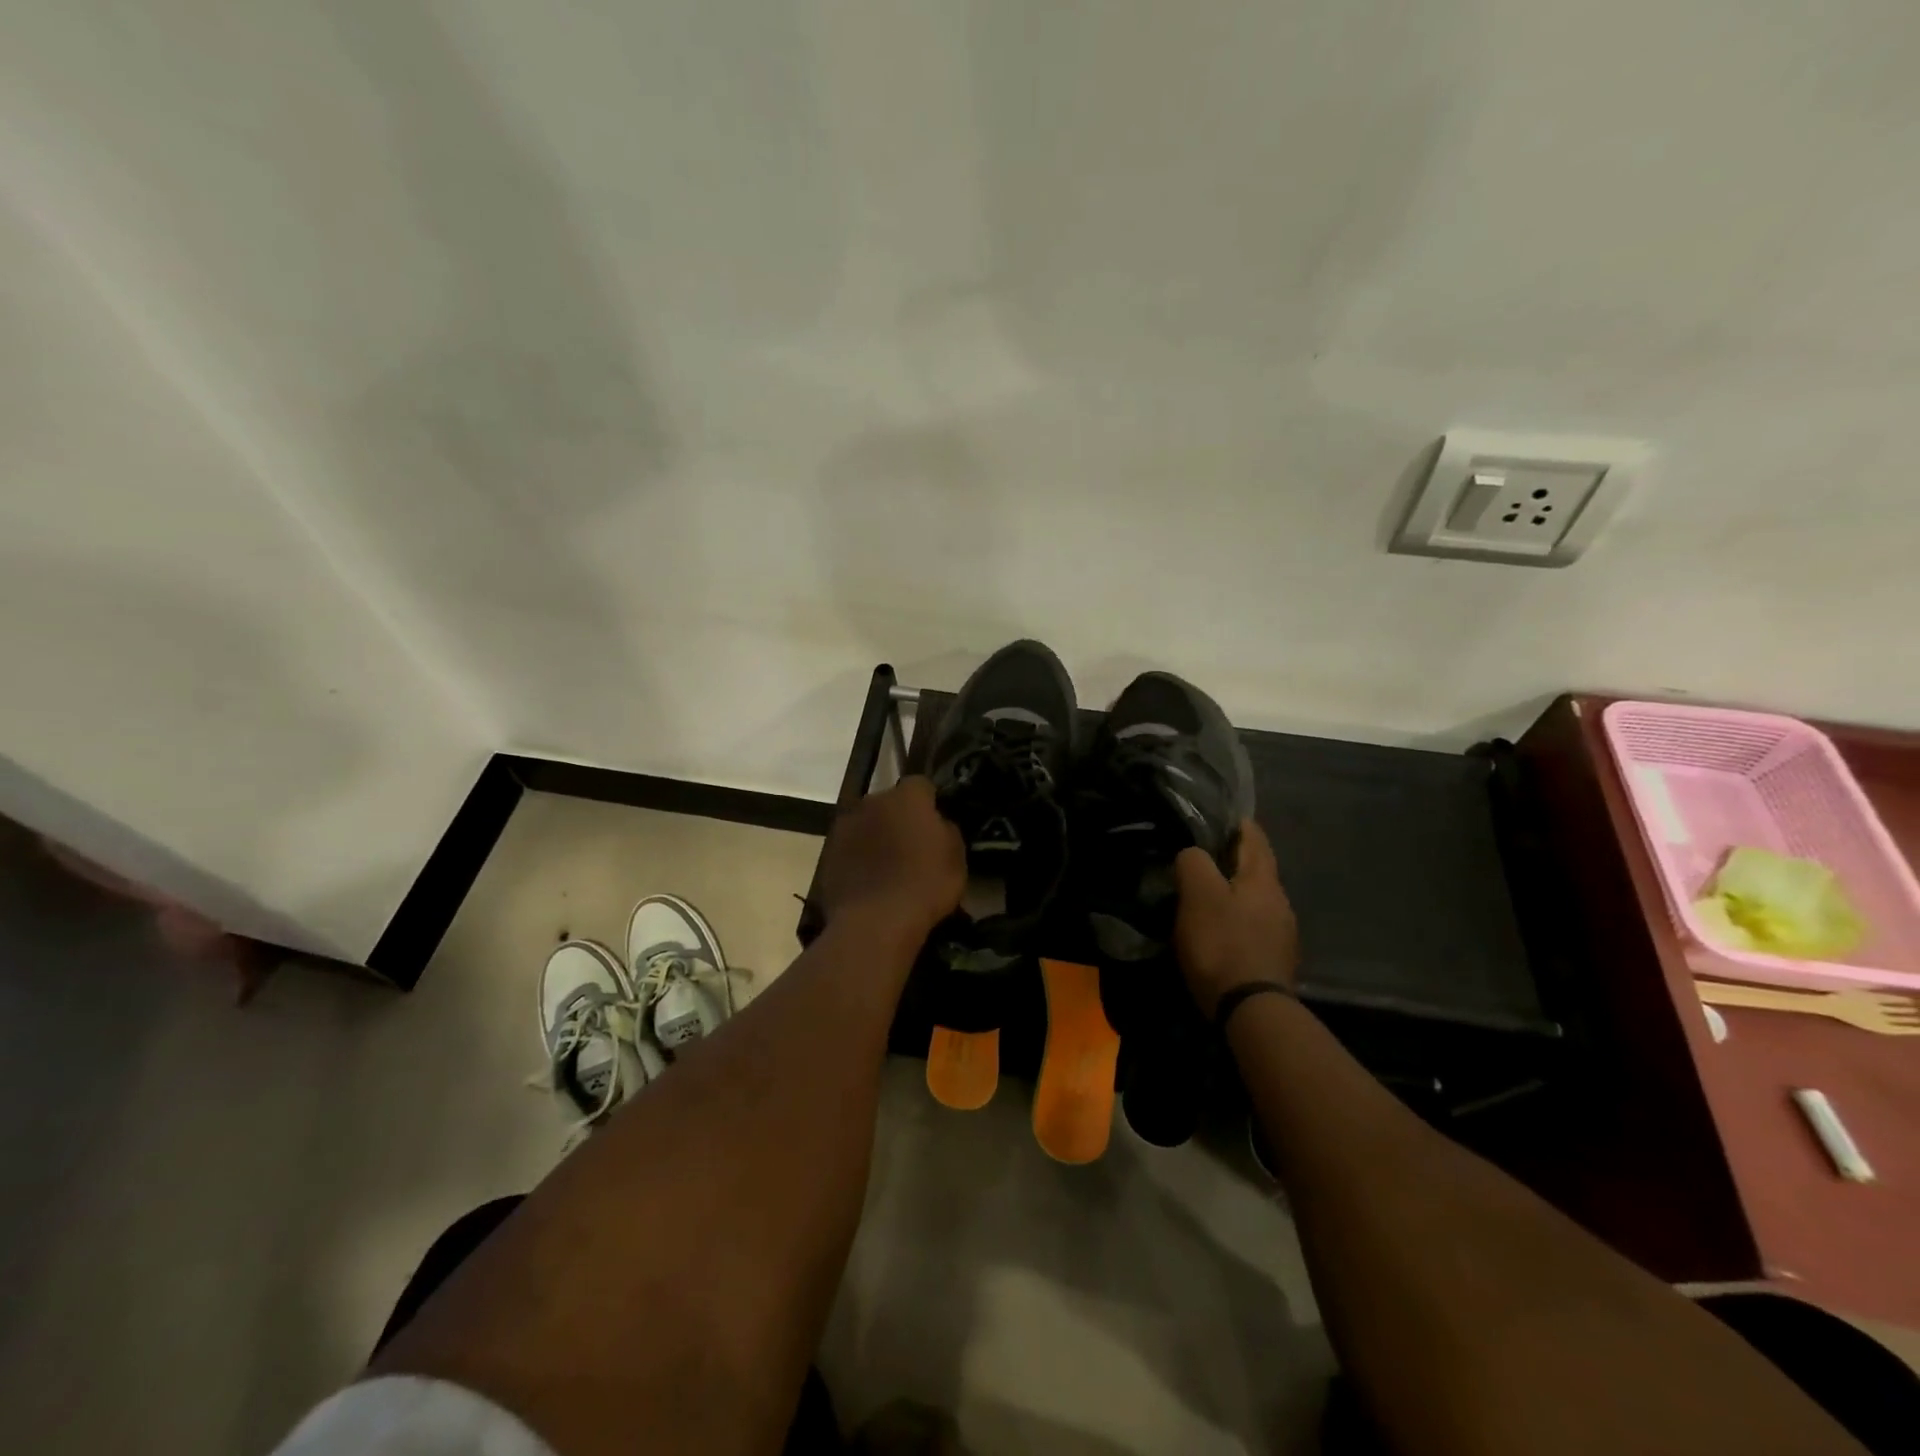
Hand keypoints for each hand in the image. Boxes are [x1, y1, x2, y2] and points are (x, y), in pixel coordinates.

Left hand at [817, 777, 965, 939]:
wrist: (876, 922)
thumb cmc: (925, 885)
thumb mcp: (956, 857)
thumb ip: (946, 829)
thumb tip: (936, 824)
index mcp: (906, 797)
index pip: (921, 785)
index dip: (929, 802)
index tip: (935, 823)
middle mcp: (871, 802)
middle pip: (889, 803)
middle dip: (899, 818)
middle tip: (911, 846)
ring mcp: (845, 827)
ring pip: (866, 824)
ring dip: (875, 836)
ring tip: (887, 867)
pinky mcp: (827, 853)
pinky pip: (849, 848)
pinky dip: (858, 858)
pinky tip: (868, 882)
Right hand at [1173, 820, 1299, 1017]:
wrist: (1251, 1010)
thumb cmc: (1223, 943)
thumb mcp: (1199, 893)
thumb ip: (1194, 862)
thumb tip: (1193, 855)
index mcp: (1263, 879)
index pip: (1254, 837)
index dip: (1236, 823)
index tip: (1214, 816)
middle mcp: (1280, 901)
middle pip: (1256, 868)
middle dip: (1231, 859)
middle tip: (1199, 855)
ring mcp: (1281, 933)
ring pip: (1254, 898)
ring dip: (1232, 891)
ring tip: (1204, 893)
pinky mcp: (1274, 959)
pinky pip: (1252, 926)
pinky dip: (1235, 918)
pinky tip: (1217, 929)